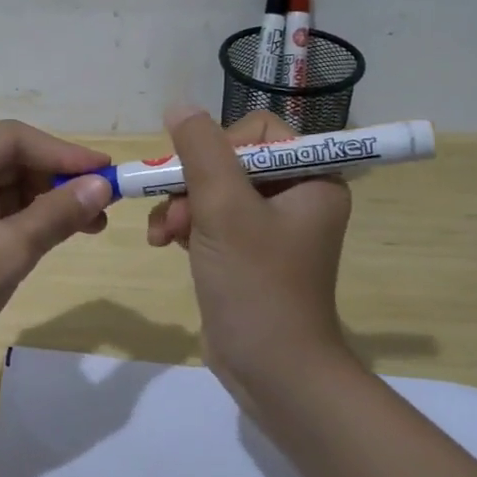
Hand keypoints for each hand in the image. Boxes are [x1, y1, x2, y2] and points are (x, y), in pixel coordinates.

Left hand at [0, 121, 115, 387]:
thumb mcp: (5, 251)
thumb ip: (56, 214)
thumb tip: (103, 185)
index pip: (11, 138)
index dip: (62, 153)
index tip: (108, 171)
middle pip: (10, 159)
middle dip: (57, 179)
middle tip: (106, 200)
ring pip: (8, 187)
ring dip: (49, 201)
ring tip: (94, 222)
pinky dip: (31, 221)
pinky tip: (64, 232)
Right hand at [148, 106, 352, 384]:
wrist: (272, 371)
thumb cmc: (256, 284)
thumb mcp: (224, 208)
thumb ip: (200, 150)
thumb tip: (179, 105)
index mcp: (312, 178)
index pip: (259, 132)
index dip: (219, 146)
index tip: (196, 175)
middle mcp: (297, 195)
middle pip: (230, 159)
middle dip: (192, 184)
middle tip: (173, 214)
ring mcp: (271, 226)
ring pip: (213, 189)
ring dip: (181, 206)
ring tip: (163, 236)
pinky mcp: (247, 251)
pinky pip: (211, 218)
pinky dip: (186, 226)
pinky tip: (166, 244)